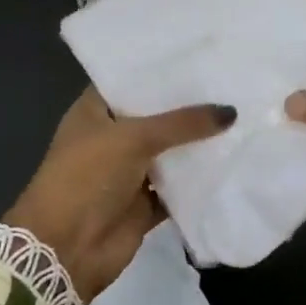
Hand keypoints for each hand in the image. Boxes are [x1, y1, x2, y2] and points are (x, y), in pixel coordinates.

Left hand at [5, 89, 235, 300]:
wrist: (65, 249)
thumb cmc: (87, 177)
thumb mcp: (133, 139)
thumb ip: (182, 123)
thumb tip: (231, 111)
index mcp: (94, 112)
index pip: (128, 81)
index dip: (158, 69)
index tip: (197, 55)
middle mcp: (110, 138)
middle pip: (154, 117)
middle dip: (187, 106)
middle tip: (229, 83)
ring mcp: (127, 173)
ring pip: (168, 153)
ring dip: (197, 143)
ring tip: (239, 116)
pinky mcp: (144, 204)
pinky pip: (177, 188)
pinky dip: (198, 181)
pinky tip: (232, 162)